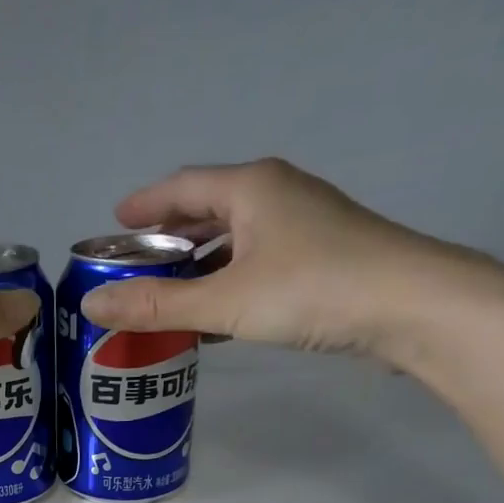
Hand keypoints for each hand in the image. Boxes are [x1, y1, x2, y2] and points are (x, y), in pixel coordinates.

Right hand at [79, 158, 485, 365]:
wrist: (411, 306)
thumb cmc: (311, 289)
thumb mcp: (224, 300)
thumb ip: (157, 305)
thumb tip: (92, 305)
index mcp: (251, 187)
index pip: (181, 186)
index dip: (144, 206)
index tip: (112, 226)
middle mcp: (276, 196)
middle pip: (207, 210)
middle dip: (168, 238)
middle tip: (134, 266)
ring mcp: (303, 227)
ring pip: (234, 240)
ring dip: (197, 265)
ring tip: (166, 295)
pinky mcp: (320, 260)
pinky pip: (256, 263)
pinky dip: (226, 283)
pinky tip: (213, 316)